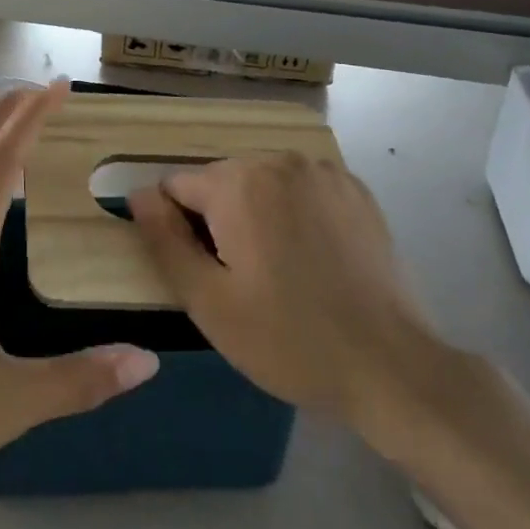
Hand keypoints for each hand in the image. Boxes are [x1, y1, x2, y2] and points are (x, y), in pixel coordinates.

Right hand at [129, 156, 462, 459]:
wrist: (391, 367)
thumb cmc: (288, 339)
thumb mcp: (207, 301)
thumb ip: (164, 240)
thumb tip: (139, 194)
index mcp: (239, 182)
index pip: (175, 187)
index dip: (178, 231)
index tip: (204, 274)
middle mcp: (280, 160)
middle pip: (219, 183)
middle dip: (217, 221)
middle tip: (241, 281)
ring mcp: (325, 172)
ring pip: (260, 185)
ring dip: (254, 217)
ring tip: (278, 273)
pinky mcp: (356, 191)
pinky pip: (300, 191)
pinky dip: (292, 214)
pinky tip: (311, 259)